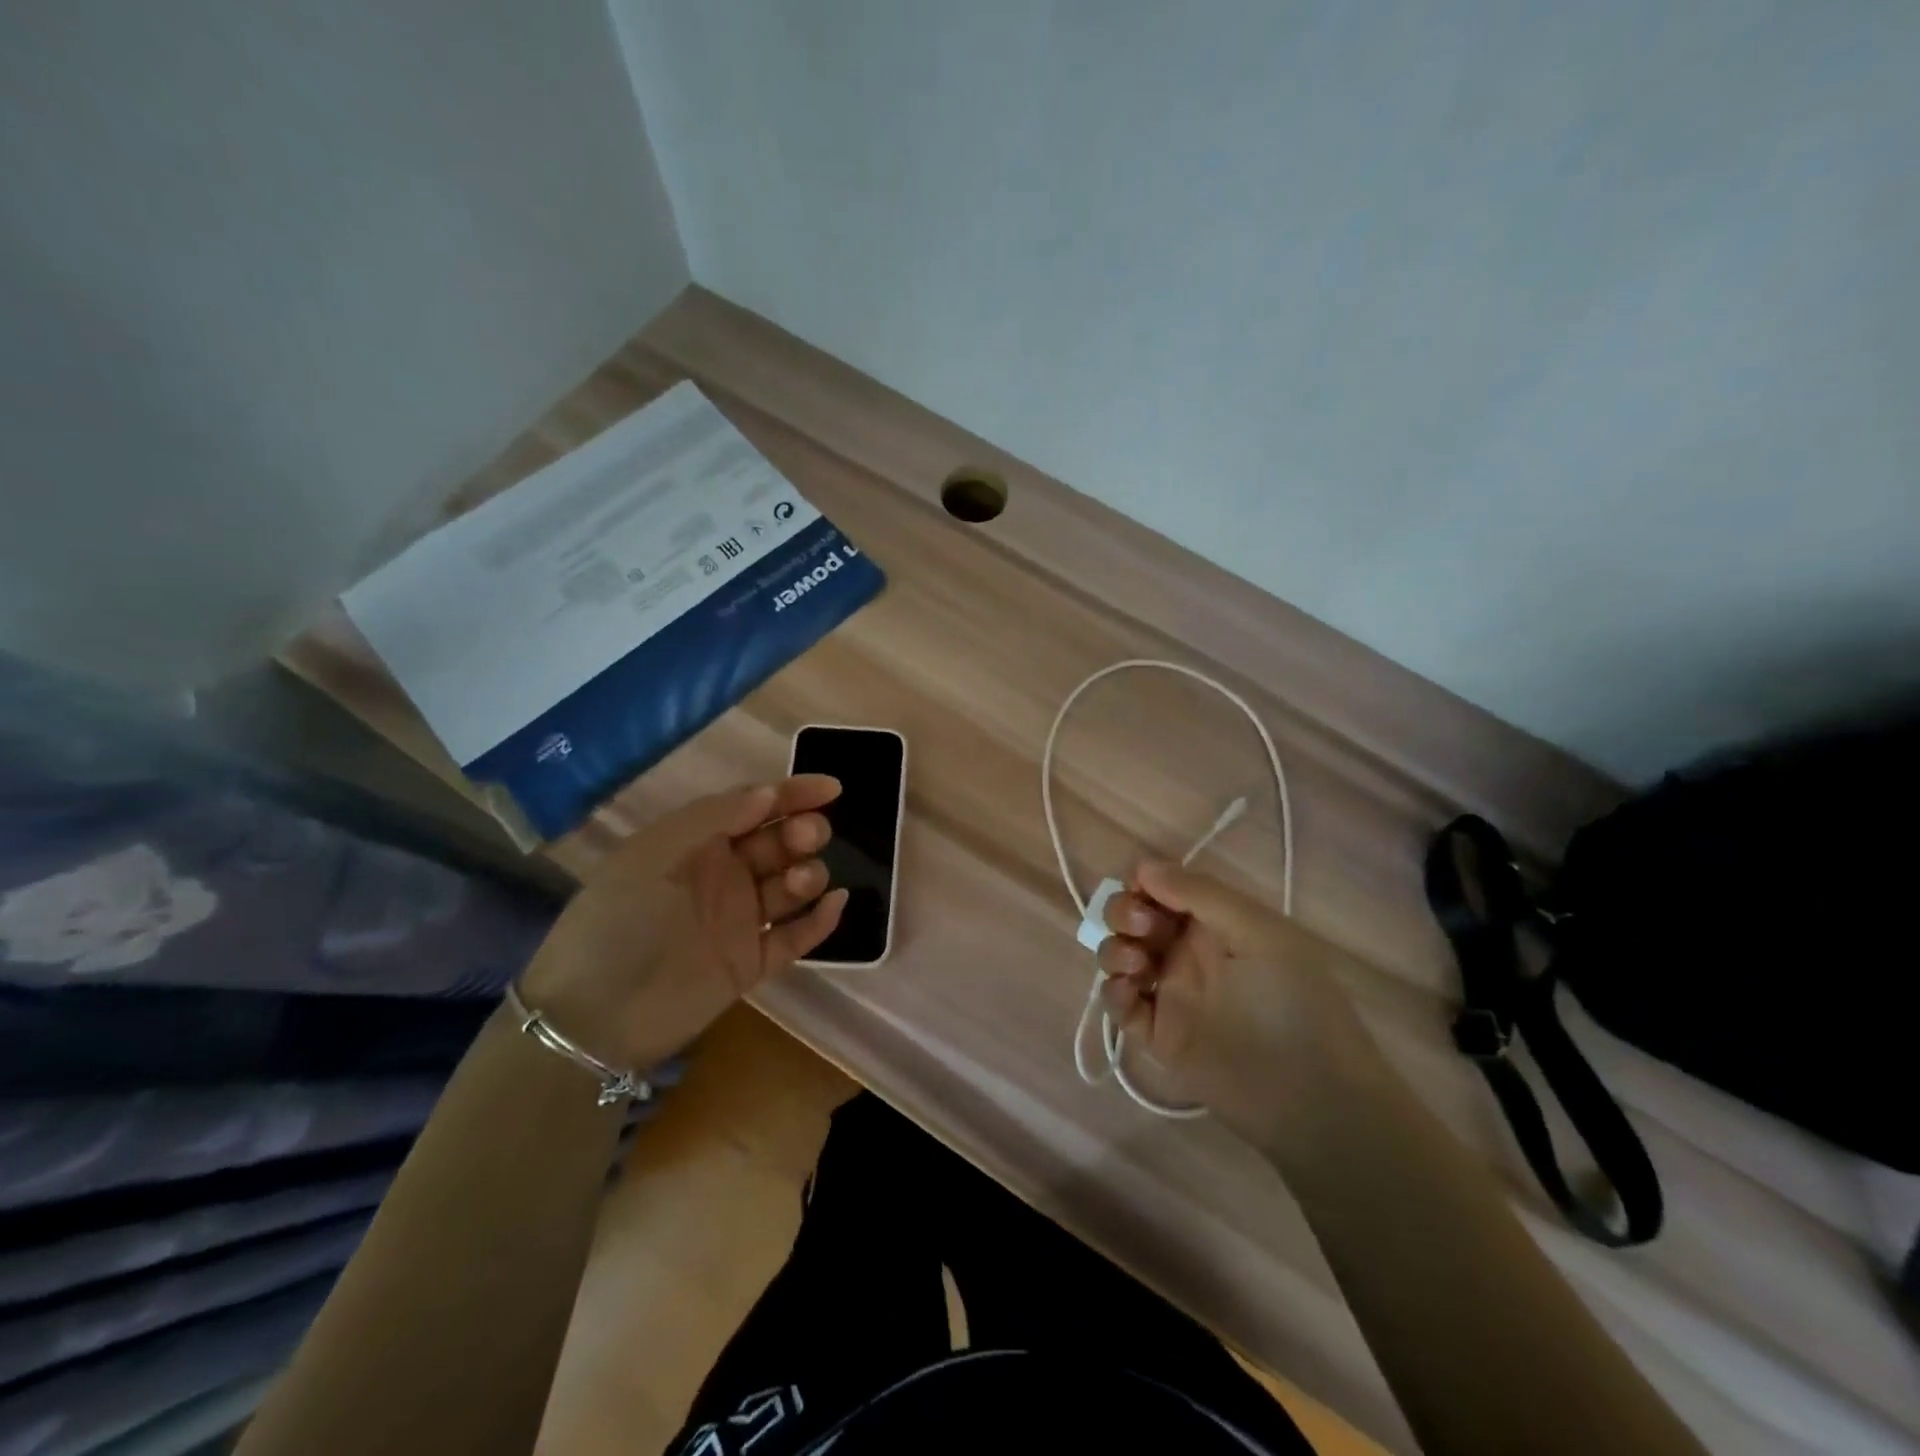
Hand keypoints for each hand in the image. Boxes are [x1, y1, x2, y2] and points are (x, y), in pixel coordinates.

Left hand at [518, 776, 847, 1070]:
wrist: (591, 1018)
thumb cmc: (617, 922)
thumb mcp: (654, 855)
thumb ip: (712, 818)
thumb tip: (769, 794)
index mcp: (697, 843)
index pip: (754, 807)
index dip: (793, 794)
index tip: (832, 789)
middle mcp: (723, 876)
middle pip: (780, 844)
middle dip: (801, 833)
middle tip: (806, 839)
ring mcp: (740, 920)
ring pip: (792, 886)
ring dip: (807, 875)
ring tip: (797, 884)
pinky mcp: (752, 963)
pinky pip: (797, 937)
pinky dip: (820, 921)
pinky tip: (834, 905)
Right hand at [1097, 861, 1383, 1145]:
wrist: (1312, 1099)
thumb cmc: (1293, 1002)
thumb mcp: (1259, 934)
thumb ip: (1200, 894)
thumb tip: (1144, 866)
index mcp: (1216, 922)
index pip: (1165, 887)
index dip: (1144, 882)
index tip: (1141, 890)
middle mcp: (1189, 951)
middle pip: (1134, 916)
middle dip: (1124, 912)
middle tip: (1142, 929)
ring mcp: (1172, 993)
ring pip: (1121, 956)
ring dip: (1115, 949)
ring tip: (1136, 966)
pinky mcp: (1159, 1036)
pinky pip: (1120, 1005)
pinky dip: (1113, 993)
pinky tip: (1128, 994)